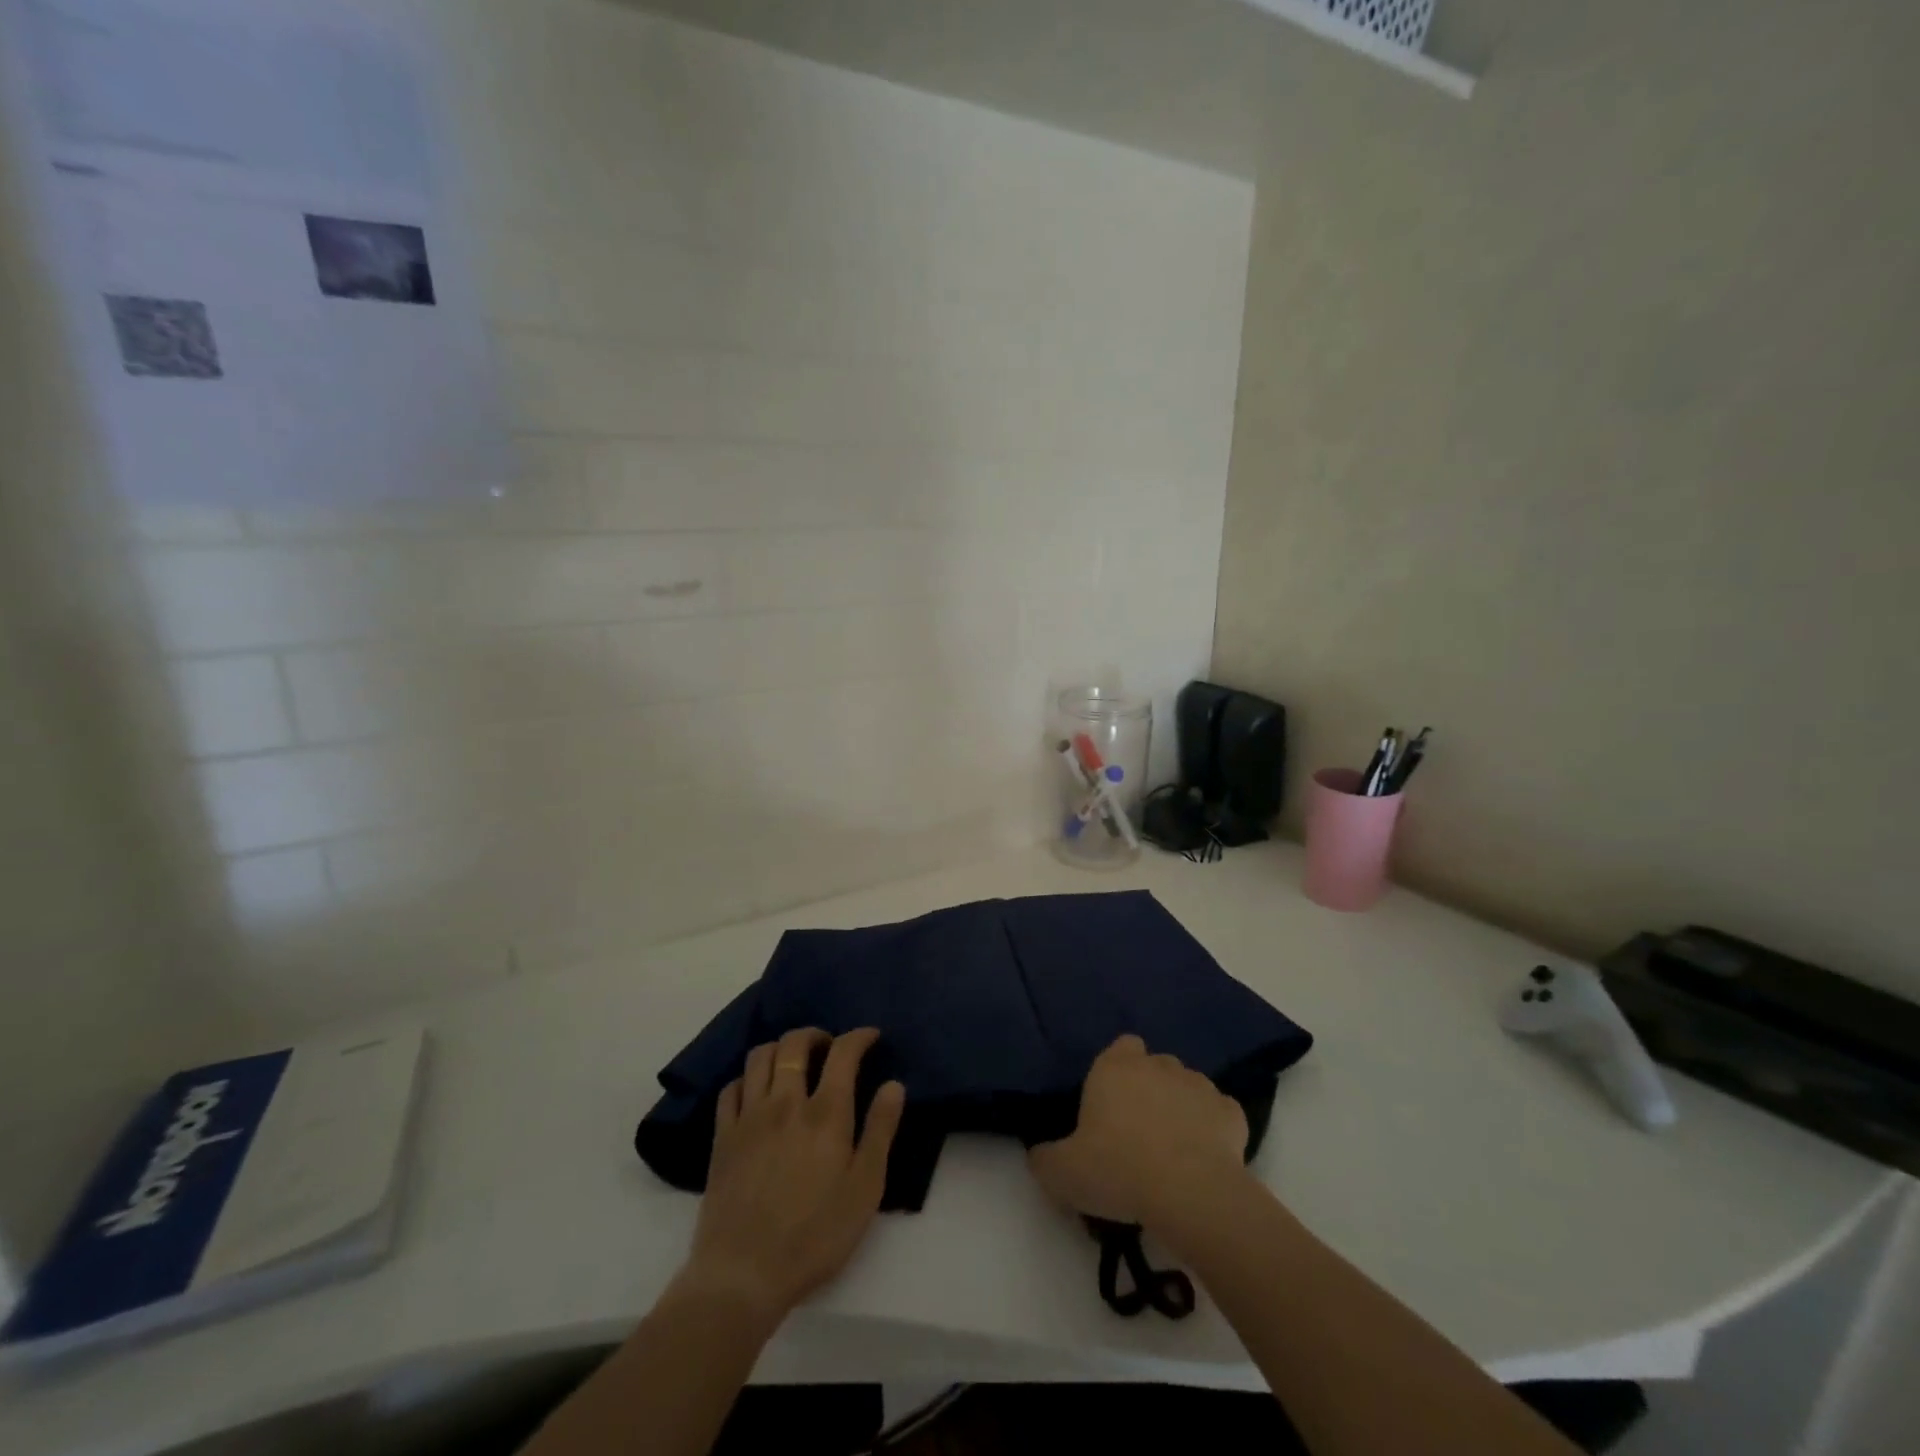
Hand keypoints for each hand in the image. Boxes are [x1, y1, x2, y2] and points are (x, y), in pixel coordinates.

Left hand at [678, 1027, 905, 1324]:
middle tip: (829, 1047)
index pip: (843, 1052)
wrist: (743, 1275)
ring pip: (760, 1056)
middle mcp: (785, 1102)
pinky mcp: (722, 1137)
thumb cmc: (815, 1236)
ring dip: (780, 1048)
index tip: (871, 1037)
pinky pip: (731, 1087)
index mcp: (826, 1113)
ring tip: (793, 1063)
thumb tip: (894, 1085)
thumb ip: (880, 1131)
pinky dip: (748, 1078)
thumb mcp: (864, 1189)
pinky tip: (757, 1092)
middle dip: (816, 1034)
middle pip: (795, 1043)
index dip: (859, 1036)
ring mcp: (749, 1117)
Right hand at [1029, 1034, 1249, 1229]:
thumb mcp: (1062, 1173)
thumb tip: (1039, 1155)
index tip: (1111, 1105)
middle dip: (1150, 1089)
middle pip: (1154, 1065)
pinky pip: (1219, 1115)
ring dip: (1181, 1108)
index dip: (1117, 1070)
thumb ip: (1045, 1158)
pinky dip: (1214, 1130)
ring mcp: (1199, 1085)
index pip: (1120, 1046)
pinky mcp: (1232, 1112)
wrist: (1190, 1193)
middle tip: (1139, 1133)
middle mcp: (1158, 1065)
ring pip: (1188, 1087)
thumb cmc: (1118, 1170)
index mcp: (1115, 1067)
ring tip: (1174, 1150)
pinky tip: (1205, 1160)